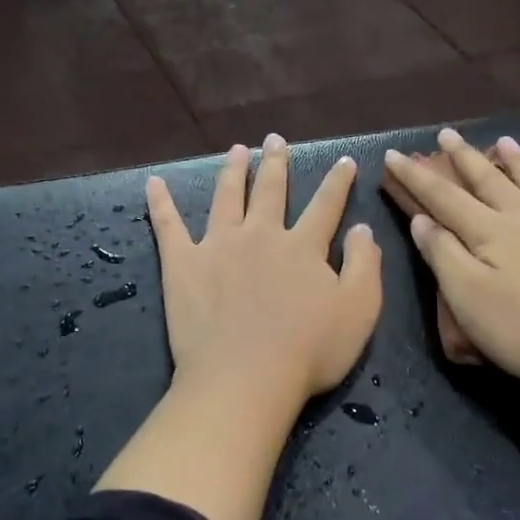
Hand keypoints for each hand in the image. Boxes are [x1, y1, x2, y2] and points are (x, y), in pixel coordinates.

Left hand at [147, 135, 381, 410]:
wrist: (245, 379)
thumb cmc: (309, 352)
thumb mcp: (359, 311)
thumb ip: (365, 265)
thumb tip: (362, 228)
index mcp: (303, 246)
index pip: (325, 205)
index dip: (337, 182)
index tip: (342, 161)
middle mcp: (260, 235)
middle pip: (270, 190)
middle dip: (276, 163)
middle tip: (275, 140)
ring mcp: (217, 245)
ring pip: (227, 197)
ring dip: (233, 171)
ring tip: (237, 150)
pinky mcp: (182, 264)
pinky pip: (168, 225)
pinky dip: (160, 202)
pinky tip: (153, 183)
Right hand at [382, 128, 519, 395]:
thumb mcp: (467, 296)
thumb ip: (443, 254)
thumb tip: (421, 219)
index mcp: (488, 231)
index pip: (443, 197)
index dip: (416, 176)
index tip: (393, 155)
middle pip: (487, 180)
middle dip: (463, 157)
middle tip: (446, 133)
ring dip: (513, 161)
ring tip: (502, 141)